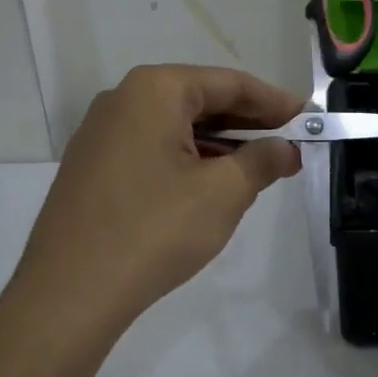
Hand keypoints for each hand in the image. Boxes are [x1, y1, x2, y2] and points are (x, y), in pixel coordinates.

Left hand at [10, 65, 301, 338]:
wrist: (69, 294)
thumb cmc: (154, 230)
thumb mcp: (223, 193)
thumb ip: (262, 161)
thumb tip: (286, 149)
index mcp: (154, 90)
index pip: (229, 83)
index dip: (274, 102)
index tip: (308, 119)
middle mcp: (122, 99)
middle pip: (199, 100)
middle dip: (247, 123)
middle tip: (289, 144)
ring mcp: (100, 134)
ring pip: (175, 126)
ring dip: (219, 144)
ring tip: (256, 168)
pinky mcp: (90, 167)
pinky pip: (151, 148)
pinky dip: (187, 159)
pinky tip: (209, 185)